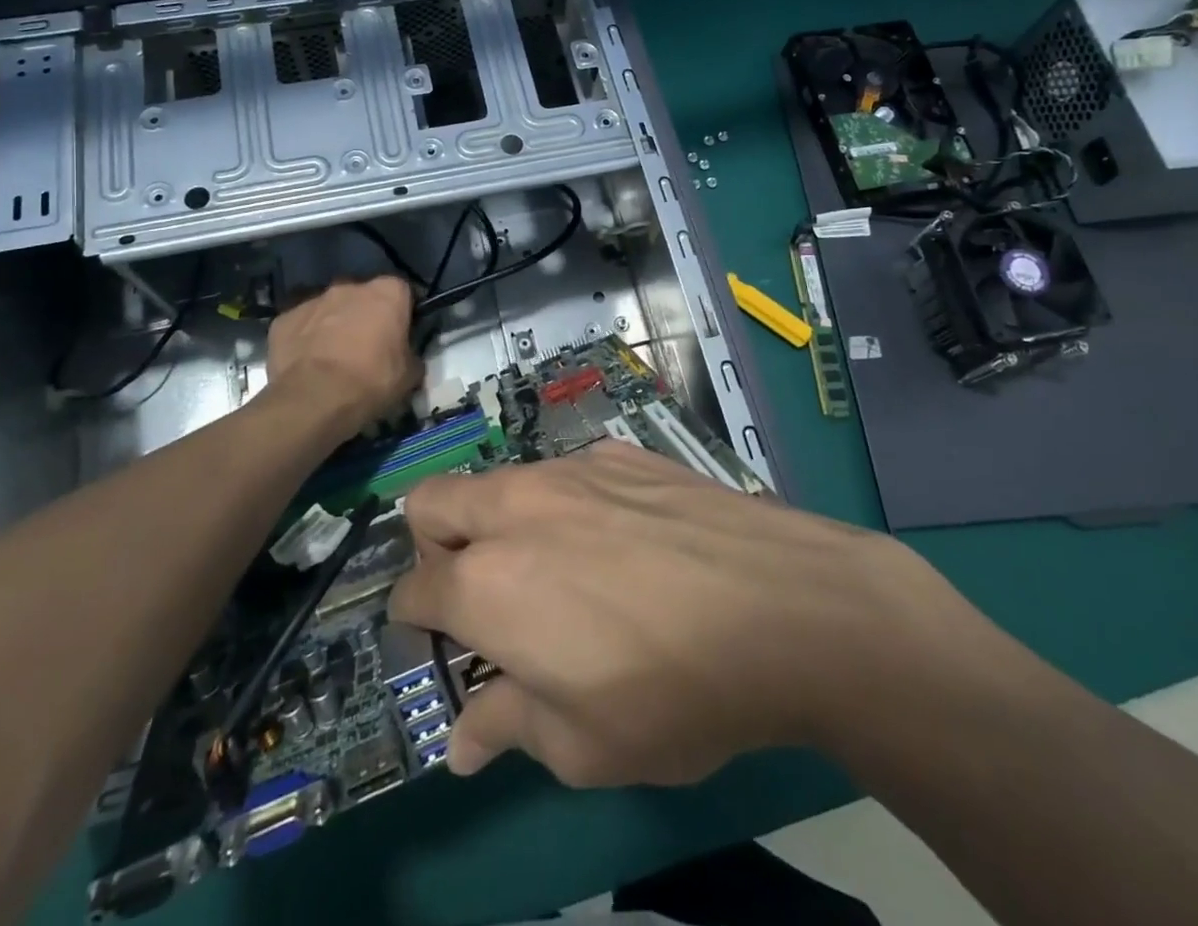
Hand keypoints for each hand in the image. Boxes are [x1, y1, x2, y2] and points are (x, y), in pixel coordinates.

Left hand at [264, 277, 420, 437]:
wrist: (314, 399)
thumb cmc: (372, 381)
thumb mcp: (410, 375)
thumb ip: (411, 355)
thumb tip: (408, 357)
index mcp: (387, 292)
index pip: (402, 292)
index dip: (402, 313)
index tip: (401, 334)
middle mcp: (350, 286)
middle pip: (363, 296)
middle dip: (365, 314)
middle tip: (367, 346)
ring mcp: (313, 299)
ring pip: (329, 308)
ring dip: (333, 324)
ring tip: (333, 356)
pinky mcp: (283, 318)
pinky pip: (300, 324)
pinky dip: (305, 338)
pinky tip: (307, 362)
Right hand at [389, 443, 1013, 786]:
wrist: (785, 604)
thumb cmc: (676, 691)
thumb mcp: (585, 745)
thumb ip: (510, 727)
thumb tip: (464, 742)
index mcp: (488, 583)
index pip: (412, 591)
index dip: (414, 623)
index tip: (441, 644)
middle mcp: (516, 509)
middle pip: (431, 504)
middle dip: (432, 546)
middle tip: (478, 591)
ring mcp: (571, 470)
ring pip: (500, 481)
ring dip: (502, 520)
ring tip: (559, 566)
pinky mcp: (622, 452)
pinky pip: (569, 472)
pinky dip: (569, 504)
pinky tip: (624, 539)